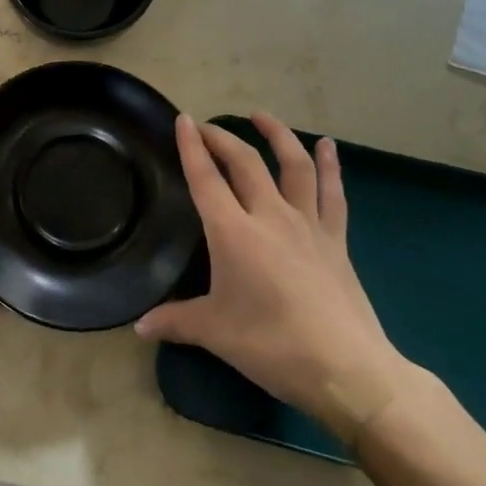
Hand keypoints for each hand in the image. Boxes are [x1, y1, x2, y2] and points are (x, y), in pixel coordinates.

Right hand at [136, 112, 417, 441]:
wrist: (347, 369)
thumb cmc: (273, 346)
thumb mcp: (214, 333)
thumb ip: (174, 322)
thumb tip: (138, 326)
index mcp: (233, 232)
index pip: (205, 179)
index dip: (191, 147)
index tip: (182, 120)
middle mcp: (269, 216)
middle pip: (244, 163)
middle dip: (222, 138)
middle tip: (206, 126)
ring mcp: (307, 224)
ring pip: (292, 165)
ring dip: (276, 135)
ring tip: (260, 116)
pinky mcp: (335, 239)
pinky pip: (332, 193)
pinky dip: (329, 166)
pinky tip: (327, 146)